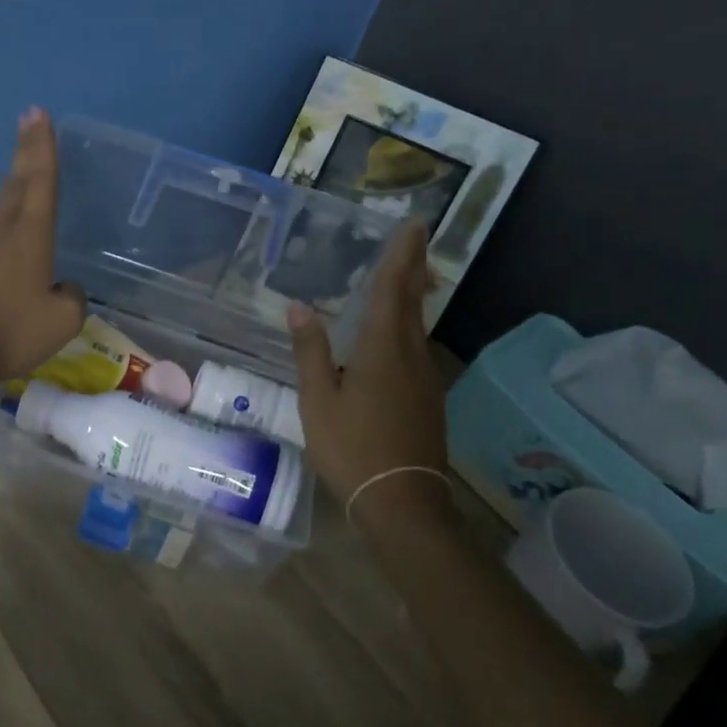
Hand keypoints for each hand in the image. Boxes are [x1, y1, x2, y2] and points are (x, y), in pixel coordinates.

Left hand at [0, 108, 85, 385]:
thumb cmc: (9, 332)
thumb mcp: (62, 322)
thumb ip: (72, 298)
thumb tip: (65, 287)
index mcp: (29, 237)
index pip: (40, 181)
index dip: (42, 147)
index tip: (37, 113)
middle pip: (15, 184)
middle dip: (25, 152)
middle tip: (27, 121)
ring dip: (11, 194)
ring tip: (21, 188)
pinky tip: (1, 263)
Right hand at [287, 220, 450, 522]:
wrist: (402, 502)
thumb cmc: (352, 448)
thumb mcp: (318, 400)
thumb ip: (310, 352)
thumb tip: (299, 307)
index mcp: (381, 349)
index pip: (391, 289)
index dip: (401, 255)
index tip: (414, 224)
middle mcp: (410, 355)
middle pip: (411, 302)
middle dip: (412, 268)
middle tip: (414, 239)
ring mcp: (424, 379)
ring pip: (416, 326)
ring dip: (411, 296)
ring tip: (403, 277)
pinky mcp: (427, 399)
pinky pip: (416, 348)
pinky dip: (407, 327)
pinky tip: (394, 335)